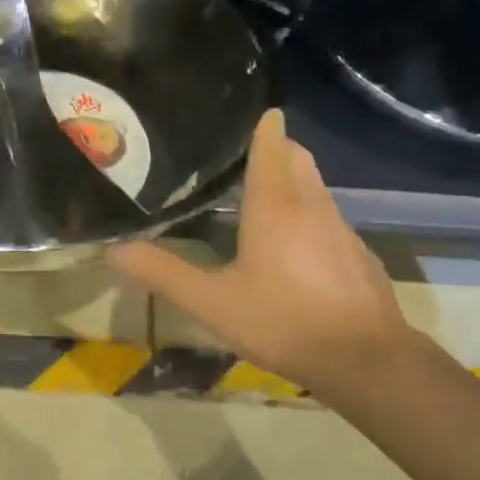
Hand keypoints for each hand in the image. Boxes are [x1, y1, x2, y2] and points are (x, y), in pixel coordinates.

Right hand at [107, 110, 415, 404]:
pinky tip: (293, 250)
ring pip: (315, 187)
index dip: (260, 125)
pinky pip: (329, 218)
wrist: (366, 361)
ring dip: (291, 182)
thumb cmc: (283, 321)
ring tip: (259, 199)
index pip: (272, 142)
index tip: (240, 117)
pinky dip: (308, 216)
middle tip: (239, 159)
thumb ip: (163, 273)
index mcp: (275, 203)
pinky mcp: (358, 254)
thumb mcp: (212, 302)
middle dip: (275, 148)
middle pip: (297, 157)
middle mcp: (312, 204)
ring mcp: (341, 228)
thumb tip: (113, 249)